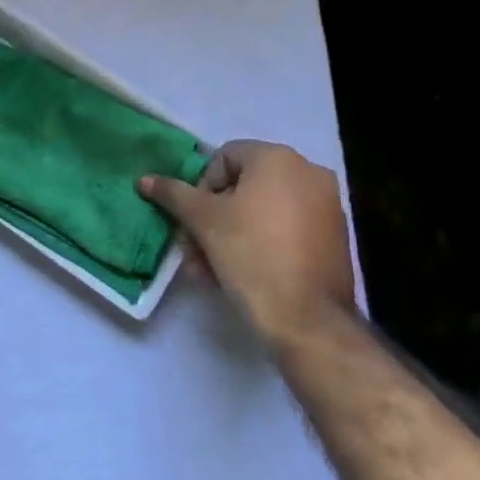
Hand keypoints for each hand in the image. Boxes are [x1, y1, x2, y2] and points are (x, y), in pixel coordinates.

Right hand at [140, 140, 354, 344]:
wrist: (308, 321)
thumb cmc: (251, 255)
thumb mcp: (203, 221)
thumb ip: (173, 194)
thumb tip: (145, 180)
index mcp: (278, 158)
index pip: (223, 158)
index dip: (201, 188)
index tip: (194, 222)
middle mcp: (307, 172)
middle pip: (243, 186)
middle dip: (212, 218)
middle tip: (194, 250)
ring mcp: (326, 206)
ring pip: (262, 211)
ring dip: (230, 234)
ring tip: (209, 271)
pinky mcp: (334, 238)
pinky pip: (286, 229)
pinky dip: (261, 243)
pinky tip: (240, 275)